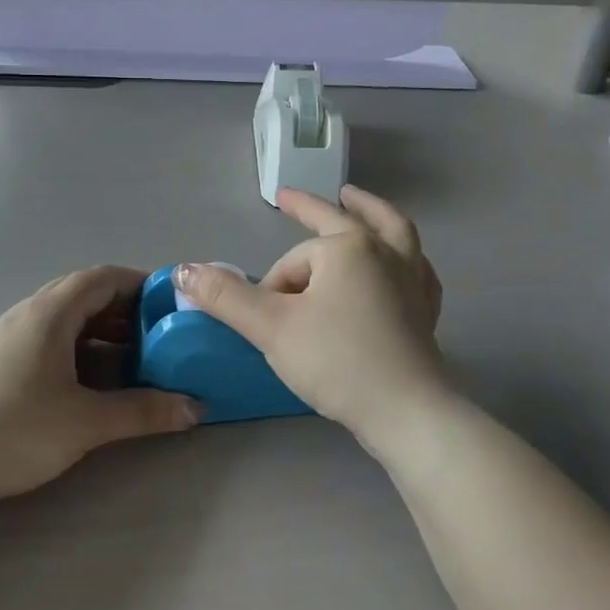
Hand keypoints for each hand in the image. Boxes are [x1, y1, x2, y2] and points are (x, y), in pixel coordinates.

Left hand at [0, 265, 199, 507]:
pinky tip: (94, 382)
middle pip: (86, 295)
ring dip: (103, 333)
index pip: (103, 277)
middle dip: (126, 311)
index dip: (141, 284)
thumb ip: (143, 411)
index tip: (171, 305)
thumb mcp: (86, 422)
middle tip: (160, 335)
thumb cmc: (14, 430)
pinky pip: (51, 340)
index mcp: (50, 313)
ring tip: (136, 360)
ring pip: (67, 320)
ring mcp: (10, 337)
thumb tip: (196, 407)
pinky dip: (80, 350)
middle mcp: (29, 314)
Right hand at [173, 186, 452, 451]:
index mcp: (347, 248)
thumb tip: (184, 270)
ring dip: (370, 213)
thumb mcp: (271, 327)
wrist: (406, 412)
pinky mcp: (425, 309)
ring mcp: (412, 279)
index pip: (293, 261)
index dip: (273, 289)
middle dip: (311, 209)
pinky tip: (402, 262)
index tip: (270, 324)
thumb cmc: (337, 360)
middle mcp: (384, 252)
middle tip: (289, 197)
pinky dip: (403, 256)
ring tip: (356, 201)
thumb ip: (226, 296)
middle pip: (344, 222)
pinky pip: (415, 269)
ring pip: (393, 233)